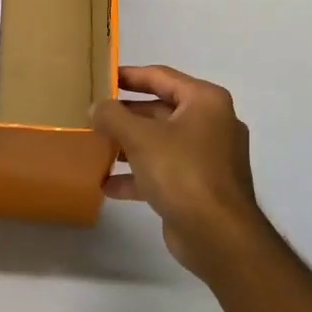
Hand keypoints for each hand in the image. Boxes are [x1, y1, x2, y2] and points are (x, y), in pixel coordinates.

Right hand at [91, 66, 267, 278]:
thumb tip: (97, 108)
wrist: (218, 236)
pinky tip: (108, 184)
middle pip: (160, 109)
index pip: (161, 76)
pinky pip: (165, 170)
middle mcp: (211, 123)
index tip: (101, 77)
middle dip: (125, 115)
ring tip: (95, 146)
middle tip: (93, 114)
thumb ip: (113, 116)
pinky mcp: (200, 186)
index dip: (129, 75)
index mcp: (205, 101)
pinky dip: (139, 175)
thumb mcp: (140, 137)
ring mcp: (208, 157)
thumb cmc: (182, 172)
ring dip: (129, 145)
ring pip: (161, 142)